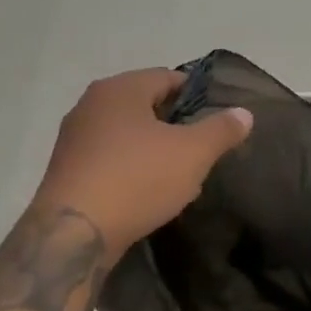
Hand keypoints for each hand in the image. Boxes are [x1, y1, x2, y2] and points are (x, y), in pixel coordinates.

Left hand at [32, 69, 252, 257]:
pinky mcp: (66, 170)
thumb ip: (221, 130)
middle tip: (200, 151)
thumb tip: (244, 113)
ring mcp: (74, 138)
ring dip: (153, 150)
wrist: (74, 233)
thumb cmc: (137, 179)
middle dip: (175, 126)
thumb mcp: (192, 154)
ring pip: (126, 135)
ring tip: (178, 176)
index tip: (216, 120)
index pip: (167, 77)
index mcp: (120, 89)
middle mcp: (90, 104)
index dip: (196, 95)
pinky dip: (130, 169)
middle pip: (145, 106)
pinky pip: (109, 160)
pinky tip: (146, 194)